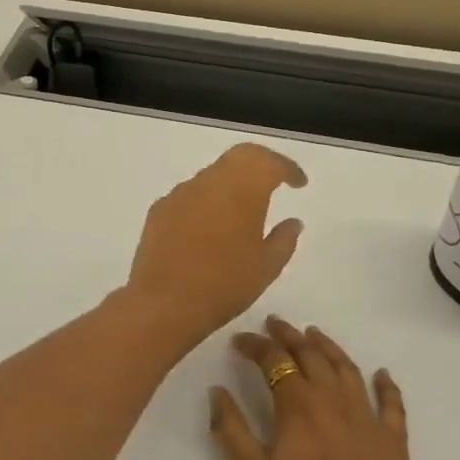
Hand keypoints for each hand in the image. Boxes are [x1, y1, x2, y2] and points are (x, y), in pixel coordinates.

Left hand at [125, 143, 305, 346]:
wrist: (164, 302)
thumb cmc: (224, 284)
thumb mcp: (266, 267)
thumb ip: (284, 240)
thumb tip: (293, 222)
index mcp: (241, 190)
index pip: (268, 162)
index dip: (287, 167)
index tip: (299, 182)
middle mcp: (209, 182)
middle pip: (239, 157)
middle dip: (260, 164)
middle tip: (275, 181)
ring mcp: (180, 193)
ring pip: (212, 175)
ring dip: (231, 183)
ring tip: (243, 209)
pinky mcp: (160, 208)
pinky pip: (190, 194)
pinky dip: (206, 201)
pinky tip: (210, 226)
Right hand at [209, 317, 432, 459]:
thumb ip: (231, 431)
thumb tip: (217, 391)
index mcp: (299, 407)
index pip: (274, 361)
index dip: (255, 346)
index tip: (238, 341)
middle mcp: (335, 402)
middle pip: (311, 355)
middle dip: (289, 335)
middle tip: (274, 323)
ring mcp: (369, 421)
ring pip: (347, 370)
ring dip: (328, 347)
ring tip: (314, 334)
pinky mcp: (395, 445)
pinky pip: (392, 405)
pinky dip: (387, 385)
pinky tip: (382, 375)